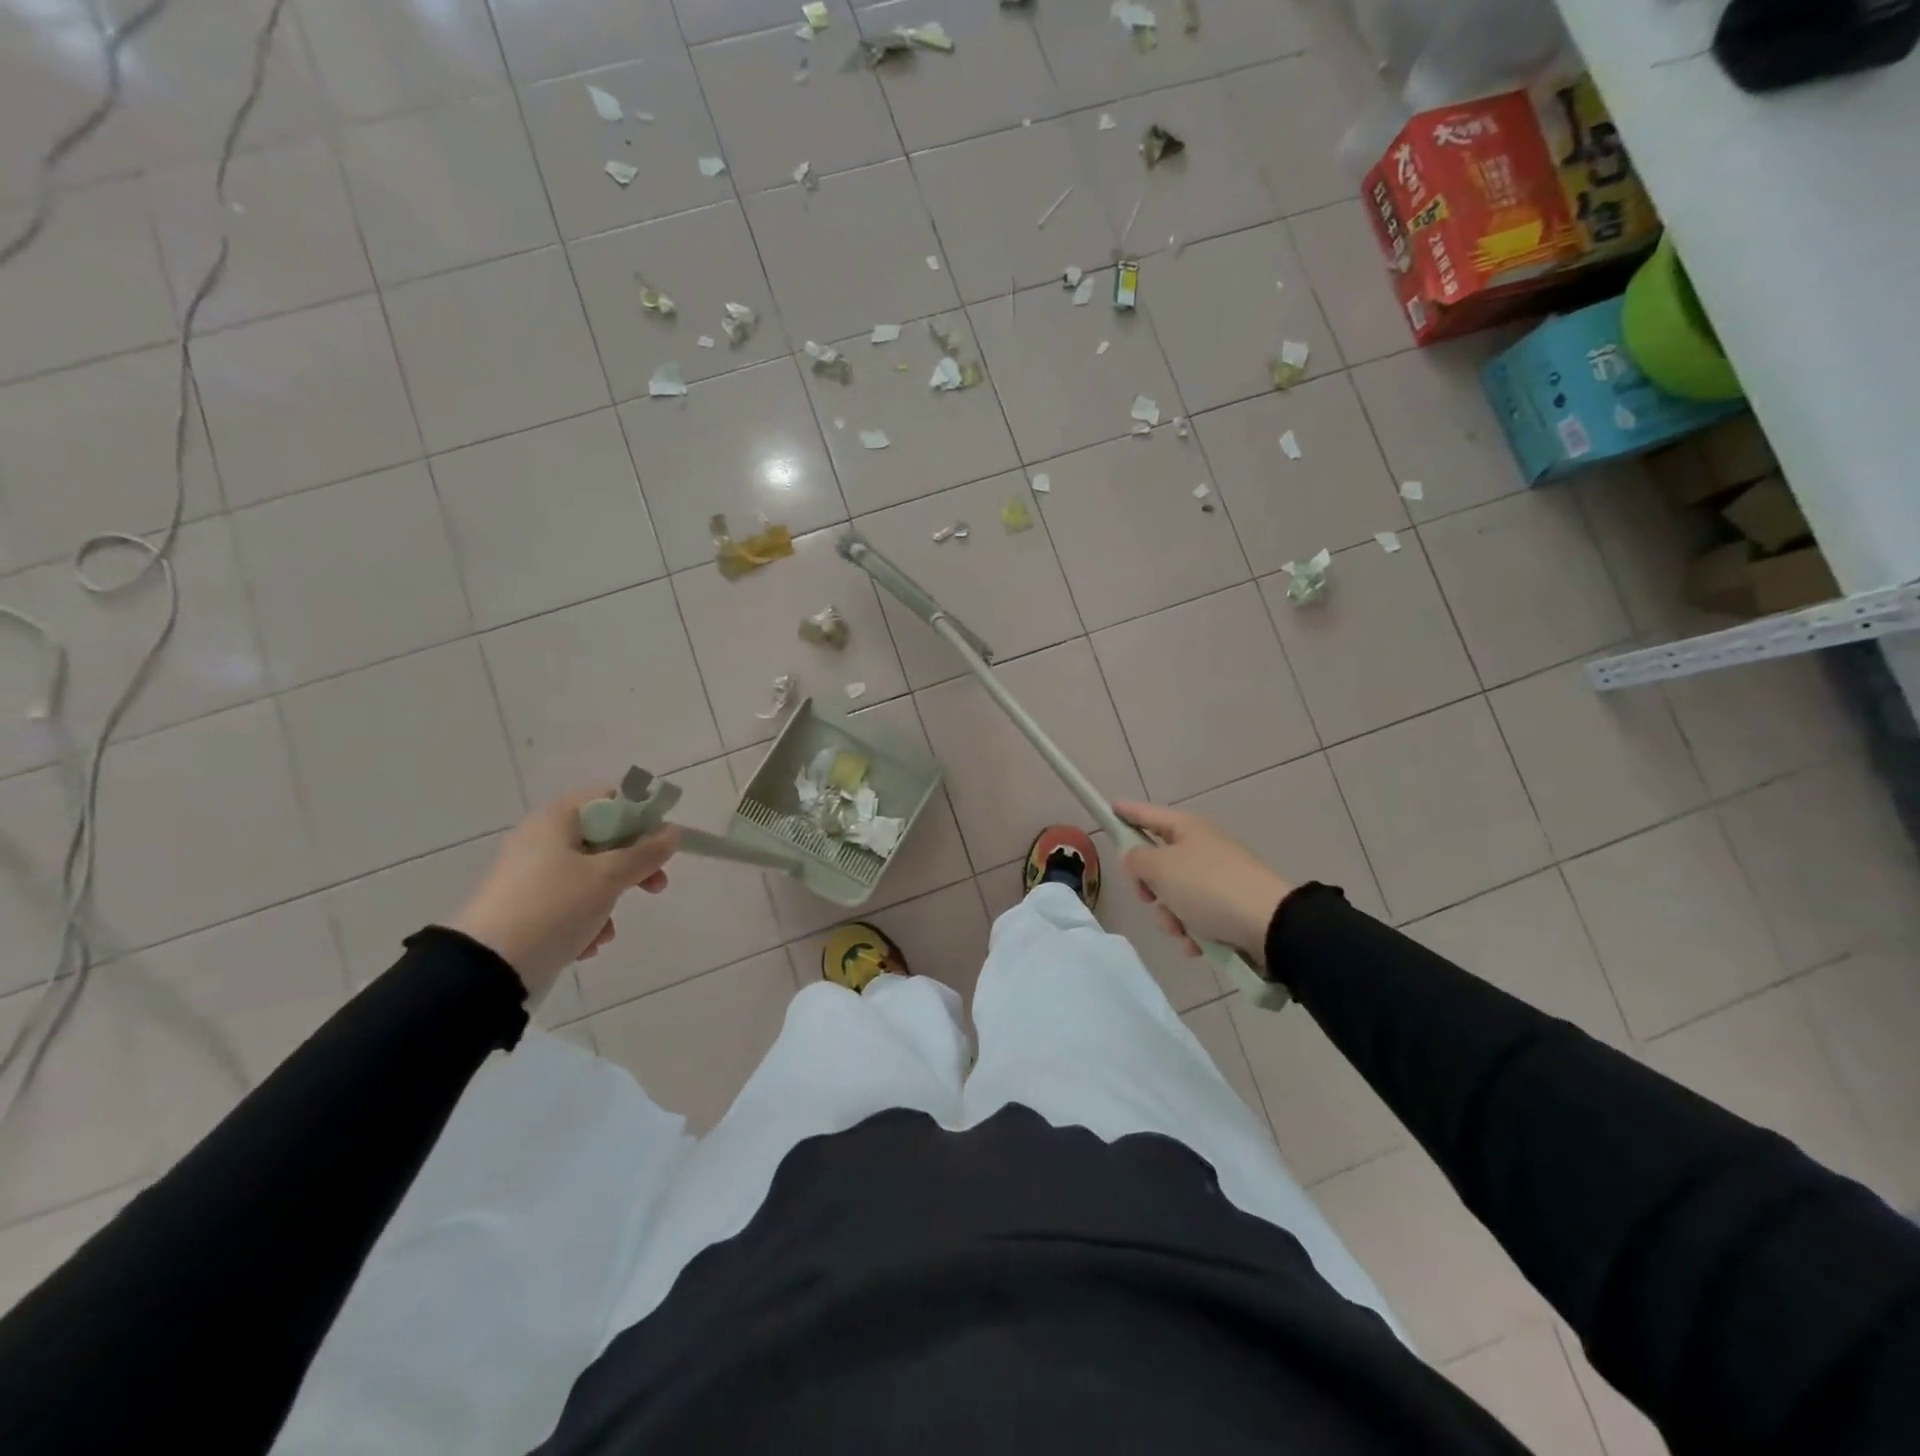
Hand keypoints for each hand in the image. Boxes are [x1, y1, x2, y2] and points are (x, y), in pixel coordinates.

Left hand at [445, 789, 679, 1000]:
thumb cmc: (553, 907)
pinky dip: (585, 920)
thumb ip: (646, 852)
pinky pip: (569, 902)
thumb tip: (673, 832)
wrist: (486, 969)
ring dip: (610, 900)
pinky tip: (586, 944)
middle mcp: (541, 839)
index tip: (661, 843)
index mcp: (556, 819)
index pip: (611, 797)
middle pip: (605, 839)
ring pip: (591, 875)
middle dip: (634, 865)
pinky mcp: (525, 907)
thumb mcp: (608, 877)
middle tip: (656, 885)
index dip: (642, 815)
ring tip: (607, 930)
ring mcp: (531, 874)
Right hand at [1114, 801, 1291, 966]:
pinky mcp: (1231, 906)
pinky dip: (1193, 931)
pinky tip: (1198, 945)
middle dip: (1150, 887)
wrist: (1270, 925)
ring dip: (1171, 917)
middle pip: (1159, 862)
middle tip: (1149, 898)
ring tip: (1183, 931)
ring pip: (1175, 895)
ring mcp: (1219, 877)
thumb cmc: (1209, 888)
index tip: (1109, 808)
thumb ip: (1136, 860)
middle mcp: (1203, 848)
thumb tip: (1135, 857)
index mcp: (1187, 829)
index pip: (1147, 814)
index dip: (1126, 812)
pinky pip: (1198, 916)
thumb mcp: (1161, 868)